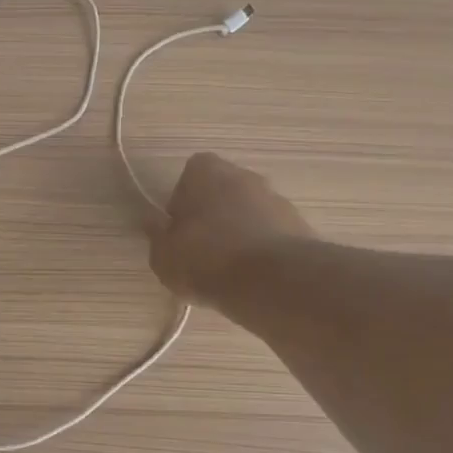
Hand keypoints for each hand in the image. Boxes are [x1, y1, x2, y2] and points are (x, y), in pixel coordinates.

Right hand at [148, 152, 314, 308]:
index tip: (178, 229)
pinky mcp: (298, 225)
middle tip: (200, 249)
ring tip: (227, 269)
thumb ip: (157, 236)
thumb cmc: (205, 260)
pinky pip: (269, 233)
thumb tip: (153, 222)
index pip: (190, 173)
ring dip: (238, 231)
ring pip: (248, 211)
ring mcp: (276, 198)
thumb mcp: (163, 256)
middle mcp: (244, 175)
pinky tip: (251, 276)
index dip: (182, 200)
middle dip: (212, 214)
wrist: (271, 281)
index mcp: (206, 172)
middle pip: (222, 190)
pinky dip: (260, 248)